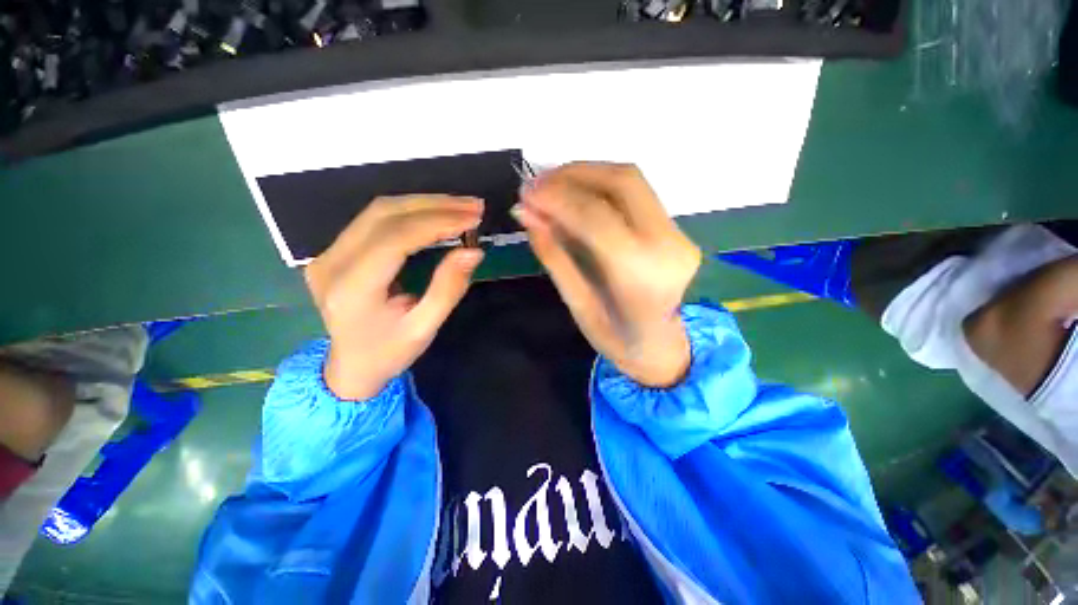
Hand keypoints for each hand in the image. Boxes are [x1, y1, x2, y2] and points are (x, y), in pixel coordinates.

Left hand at [305, 196, 483, 399]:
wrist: (351, 366)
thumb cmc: (389, 352)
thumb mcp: (424, 328)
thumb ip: (448, 288)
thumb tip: (473, 251)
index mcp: (351, 289)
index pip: (395, 239)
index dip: (436, 223)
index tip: (472, 218)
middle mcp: (332, 263)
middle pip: (384, 214)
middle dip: (434, 206)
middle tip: (473, 206)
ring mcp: (328, 253)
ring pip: (379, 210)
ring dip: (424, 203)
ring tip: (461, 206)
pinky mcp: (336, 250)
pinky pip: (375, 219)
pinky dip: (411, 212)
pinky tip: (437, 213)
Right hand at [513, 163, 700, 386]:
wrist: (663, 348)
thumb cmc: (617, 339)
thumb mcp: (578, 305)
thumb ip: (554, 257)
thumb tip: (526, 214)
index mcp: (641, 276)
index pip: (596, 217)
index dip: (557, 197)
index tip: (525, 193)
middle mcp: (668, 246)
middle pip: (622, 182)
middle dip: (573, 174)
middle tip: (536, 183)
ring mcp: (678, 234)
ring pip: (630, 180)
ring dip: (586, 174)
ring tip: (550, 185)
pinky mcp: (676, 229)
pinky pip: (636, 193)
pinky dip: (600, 185)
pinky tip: (575, 194)